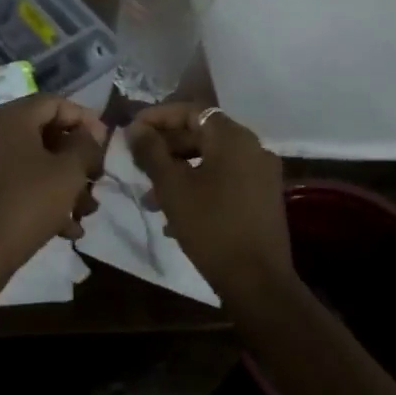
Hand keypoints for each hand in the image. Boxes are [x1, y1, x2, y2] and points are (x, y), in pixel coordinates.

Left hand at [0, 95, 105, 278]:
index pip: (55, 103)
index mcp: (11, 117)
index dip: (85, 120)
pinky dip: (41, 197)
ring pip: (33, 162)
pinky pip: (16, 183)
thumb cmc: (27, 202)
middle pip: (44, 133)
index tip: (105, 144)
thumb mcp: (68, 172)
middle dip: (76, 158)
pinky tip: (65, 228)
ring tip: (86, 212)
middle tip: (97, 180)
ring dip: (63, 183)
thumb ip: (85, 146)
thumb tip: (89, 135)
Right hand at [126, 104, 290, 298]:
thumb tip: (135, 128)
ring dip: (179, 171)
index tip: (132, 131)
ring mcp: (261, 174)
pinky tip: (175, 216)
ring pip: (211, 160)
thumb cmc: (211, 226)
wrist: (258, 282)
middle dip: (166, 148)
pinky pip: (225, 180)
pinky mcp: (263, 199)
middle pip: (202, 135)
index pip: (190, 112)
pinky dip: (199, 186)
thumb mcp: (172, 187)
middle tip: (138, 164)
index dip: (157, 118)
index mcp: (233, 137)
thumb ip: (151, 152)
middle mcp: (252, 148)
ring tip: (151, 197)